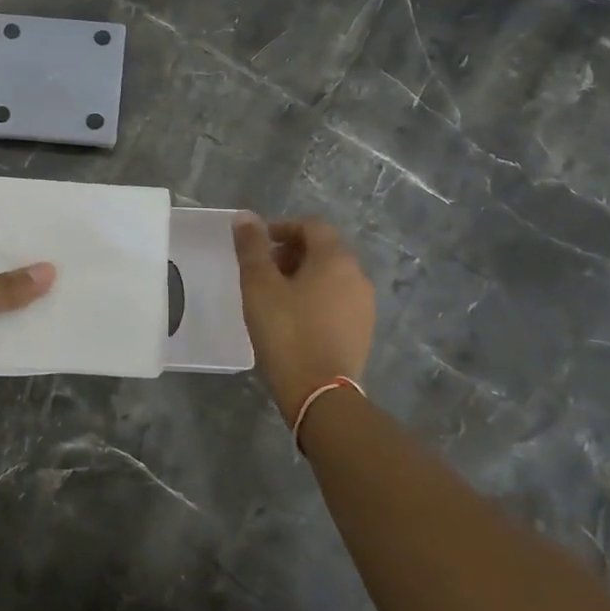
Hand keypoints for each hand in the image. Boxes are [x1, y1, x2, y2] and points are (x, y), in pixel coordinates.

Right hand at [233, 215, 375, 419]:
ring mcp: (364, 306)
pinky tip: (293, 319)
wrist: (320, 394)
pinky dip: (314, 298)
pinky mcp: (362, 332)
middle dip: (291, 252)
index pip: (311, 226)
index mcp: (336, 259)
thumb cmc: (287, 332)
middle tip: (262, 269)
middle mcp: (357, 276)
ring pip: (331, 277)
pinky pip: (336, 301)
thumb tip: (245, 217)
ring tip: (274, 295)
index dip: (282, 227)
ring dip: (302, 275)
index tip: (256, 243)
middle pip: (324, 250)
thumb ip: (252, 247)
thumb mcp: (259, 286)